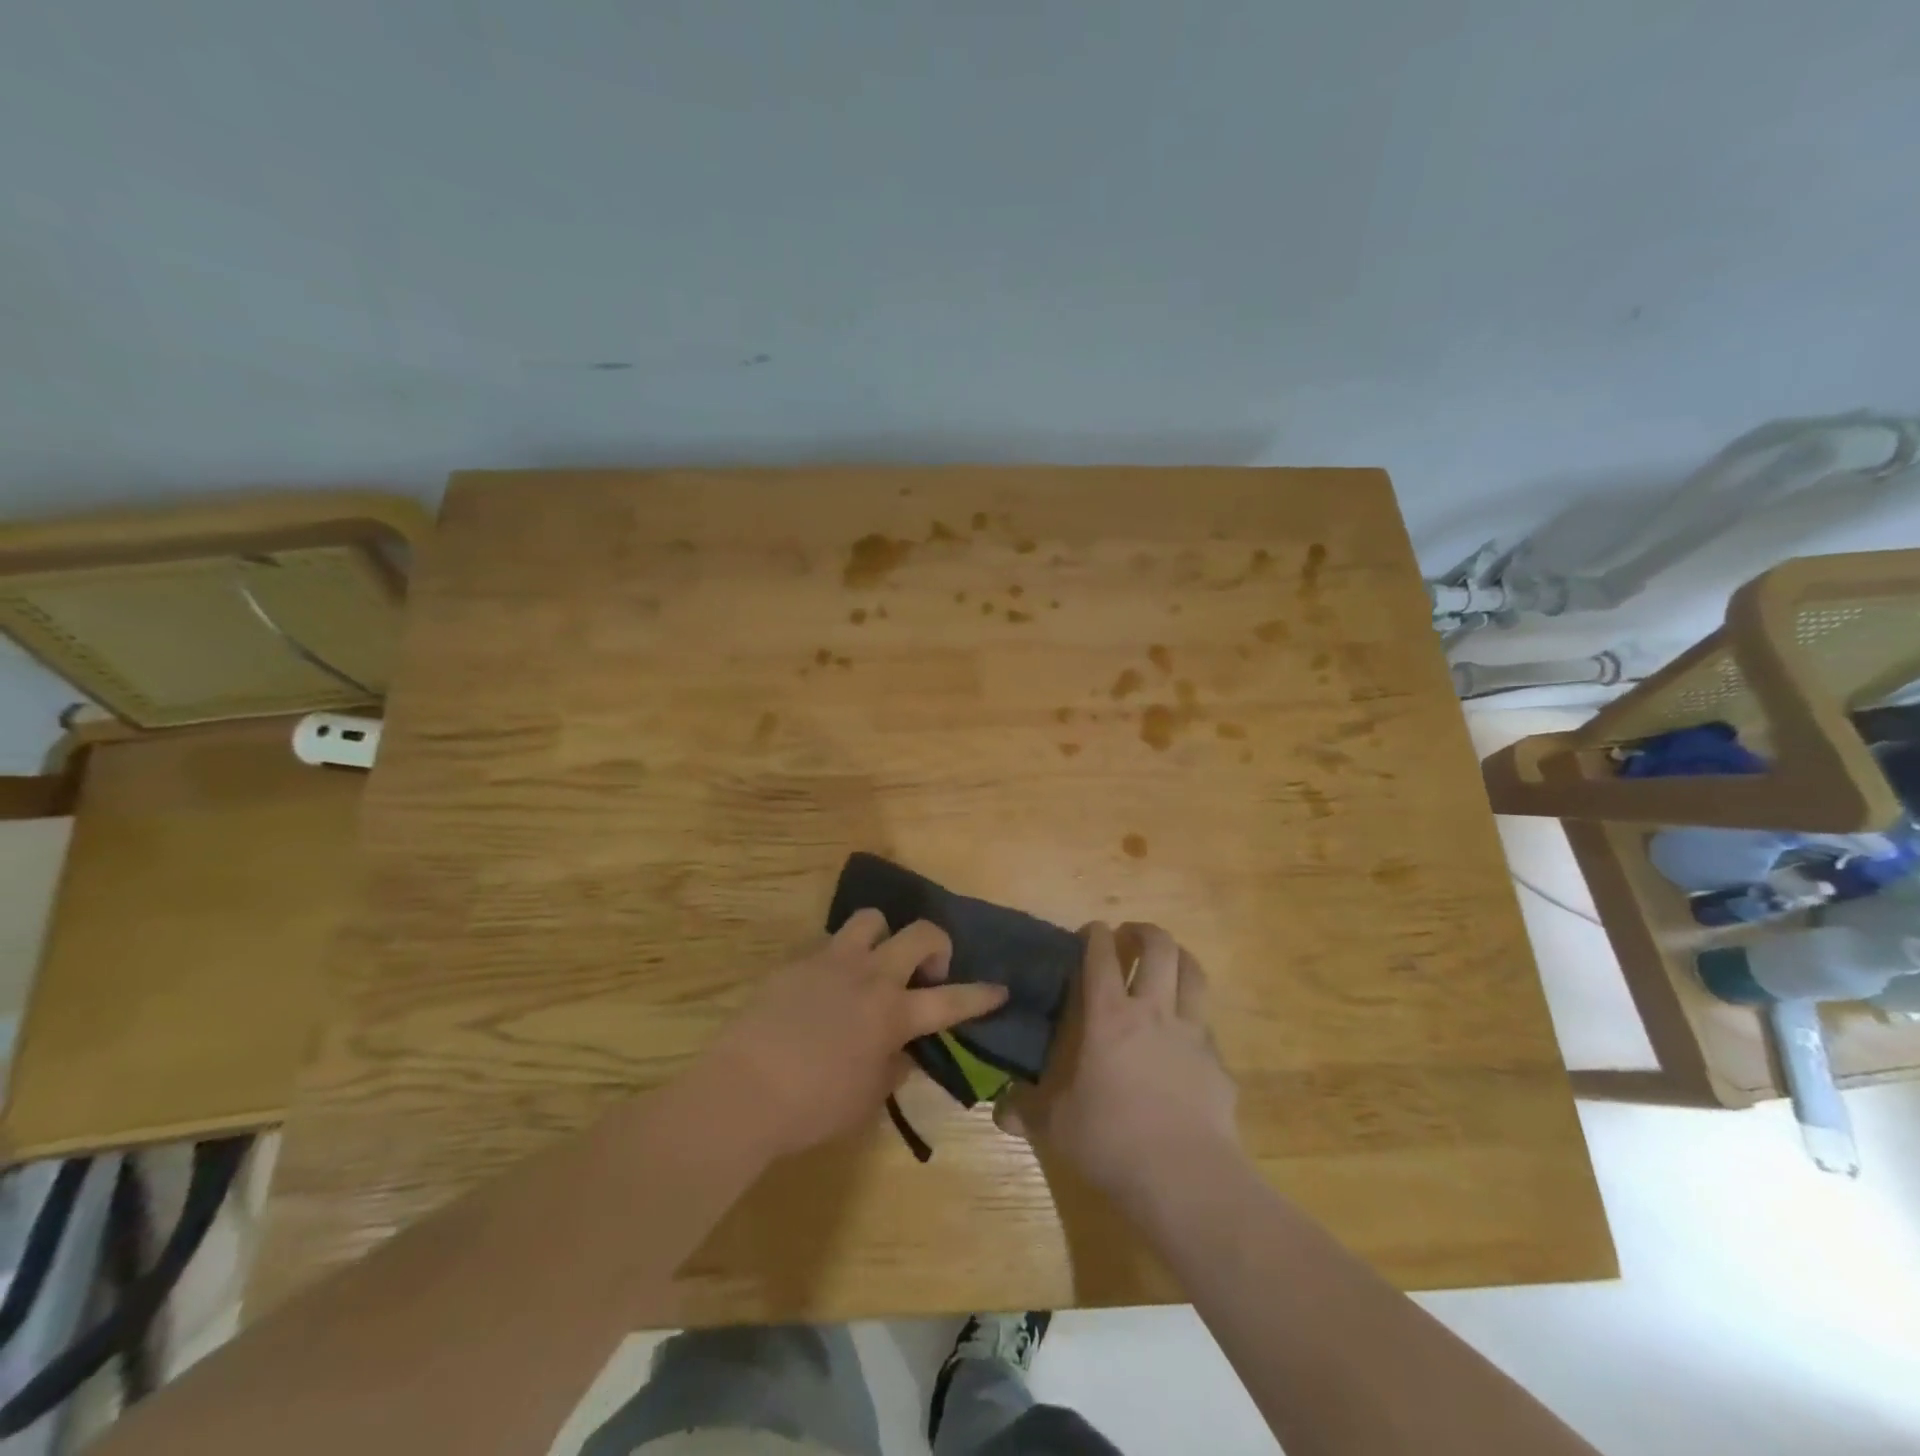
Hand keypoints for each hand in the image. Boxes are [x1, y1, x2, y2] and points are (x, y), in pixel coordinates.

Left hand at [696, 912, 1008, 1160]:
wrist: (743, 1088)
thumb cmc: (812, 1107)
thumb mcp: (866, 1100)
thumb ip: (892, 1068)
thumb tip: (901, 1051)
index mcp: (893, 1015)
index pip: (951, 1000)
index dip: (981, 995)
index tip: (1000, 989)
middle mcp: (870, 976)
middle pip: (920, 934)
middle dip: (937, 945)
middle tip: (928, 972)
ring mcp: (832, 961)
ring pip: (872, 919)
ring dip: (884, 936)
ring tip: (874, 964)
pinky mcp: (798, 961)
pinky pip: (830, 943)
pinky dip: (841, 959)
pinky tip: (827, 988)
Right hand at [997, 922, 1239, 1205]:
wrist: (1185, 1177)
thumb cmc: (1112, 1141)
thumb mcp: (1057, 1127)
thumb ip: (1027, 1112)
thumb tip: (999, 1112)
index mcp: (1108, 1017)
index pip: (1101, 956)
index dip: (1096, 934)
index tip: (1091, 930)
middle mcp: (1153, 1012)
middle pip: (1158, 948)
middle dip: (1144, 932)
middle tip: (1131, 935)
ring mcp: (1191, 1033)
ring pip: (1193, 973)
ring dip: (1179, 957)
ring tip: (1168, 960)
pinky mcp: (1217, 1061)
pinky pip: (1207, 1023)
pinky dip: (1195, 1014)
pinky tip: (1186, 1033)